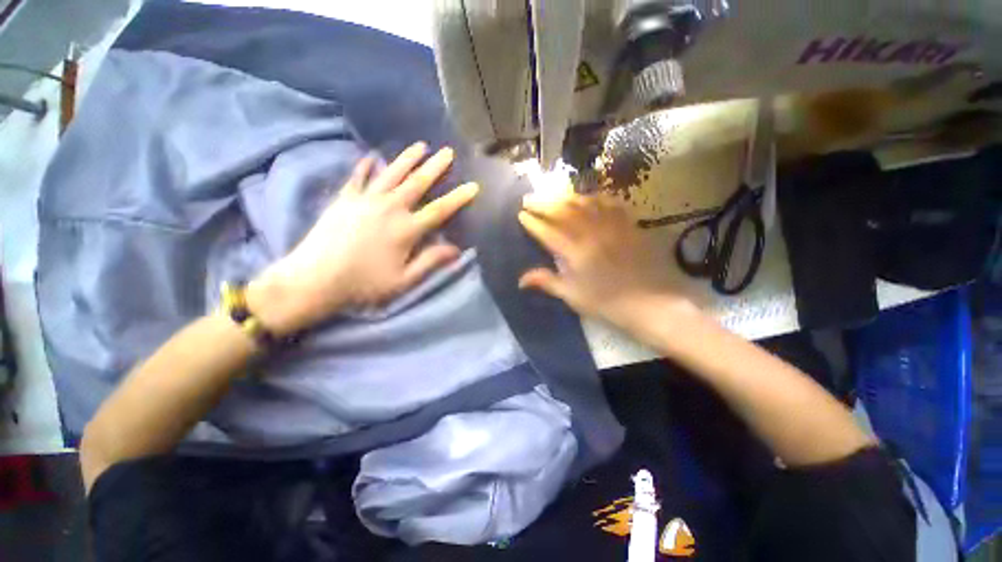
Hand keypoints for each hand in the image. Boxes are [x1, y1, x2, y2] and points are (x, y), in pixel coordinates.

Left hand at [248, 143, 477, 334]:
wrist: (314, 279)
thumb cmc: (364, 284)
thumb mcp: (403, 280)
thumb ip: (430, 261)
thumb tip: (457, 250)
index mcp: (406, 230)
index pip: (439, 210)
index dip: (458, 198)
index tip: (473, 186)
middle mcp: (389, 208)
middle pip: (417, 183)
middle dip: (435, 167)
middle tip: (447, 151)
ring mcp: (365, 200)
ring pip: (391, 174)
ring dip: (407, 159)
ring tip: (420, 146)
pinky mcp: (345, 199)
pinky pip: (358, 177)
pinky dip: (367, 166)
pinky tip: (373, 156)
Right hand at [518, 192, 694, 328]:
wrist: (650, 302)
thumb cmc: (606, 303)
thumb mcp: (573, 296)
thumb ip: (547, 282)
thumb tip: (520, 280)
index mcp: (575, 252)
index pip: (548, 231)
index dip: (532, 222)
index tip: (521, 215)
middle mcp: (591, 233)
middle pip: (562, 211)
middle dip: (542, 203)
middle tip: (529, 198)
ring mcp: (611, 226)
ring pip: (584, 203)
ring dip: (565, 197)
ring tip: (553, 196)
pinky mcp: (628, 224)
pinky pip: (610, 203)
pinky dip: (595, 198)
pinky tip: (589, 197)